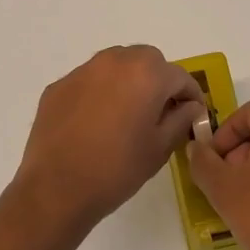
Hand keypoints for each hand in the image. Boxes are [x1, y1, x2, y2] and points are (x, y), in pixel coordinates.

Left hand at [13, 46, 206, 235]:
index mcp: (146, 74)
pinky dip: (100, 92)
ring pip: (116, 65)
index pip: (180, 76)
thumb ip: (181, 119)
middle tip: (159, 111)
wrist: (56, 188)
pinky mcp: (58, 86)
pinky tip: (96, 121)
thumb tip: (189, 106)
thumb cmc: (117, 169)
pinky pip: (89, 80)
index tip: (192, 114)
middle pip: (147, 60)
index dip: (191, 95)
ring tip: (127, 113)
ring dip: (128, 81)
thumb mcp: (160, 147)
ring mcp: (82, 71)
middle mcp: (114, 62)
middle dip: (158, 80)